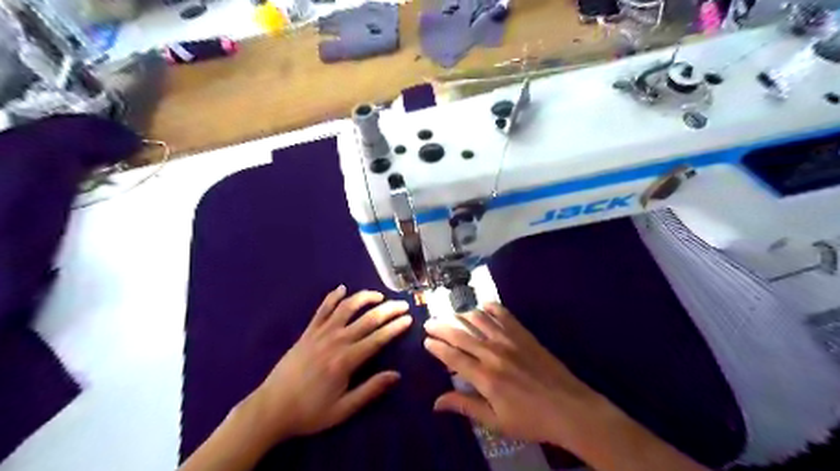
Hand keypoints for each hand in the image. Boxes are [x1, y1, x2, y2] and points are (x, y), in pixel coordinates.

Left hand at [246, 286, 411, 443]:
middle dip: (388, 309)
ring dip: (364, 298)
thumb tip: (396, 375)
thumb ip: (370, 390)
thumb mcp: (343, 409)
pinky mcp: (307, 332)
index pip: (378, 338)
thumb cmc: (310, 411)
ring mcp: (320, 333)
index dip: (395, 327)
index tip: (409, 319)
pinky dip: (332, 297)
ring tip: (379, 296)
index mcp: (346, 360)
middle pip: (367, 319)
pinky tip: (342, 288)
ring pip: (346, 308)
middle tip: (402, 304)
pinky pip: (322, 309)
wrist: (271, 408)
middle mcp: (336, 341)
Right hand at [424, 302, 599, 448]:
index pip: (453, 356)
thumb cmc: (531, 420)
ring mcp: (509, 340)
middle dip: (442, 327)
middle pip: (461, 334)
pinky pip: (504, 314)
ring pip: (479, 320)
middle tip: (429, 322)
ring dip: (462, 315)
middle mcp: (493, 353)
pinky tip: (483, 306)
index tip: (426, 341)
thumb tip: (436, 403)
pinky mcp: (523, 334)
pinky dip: (491, 308)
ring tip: (452, 315)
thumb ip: (465, 406)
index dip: (437, 347)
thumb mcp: (496, 421)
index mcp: (484, 377)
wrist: (570, 408)